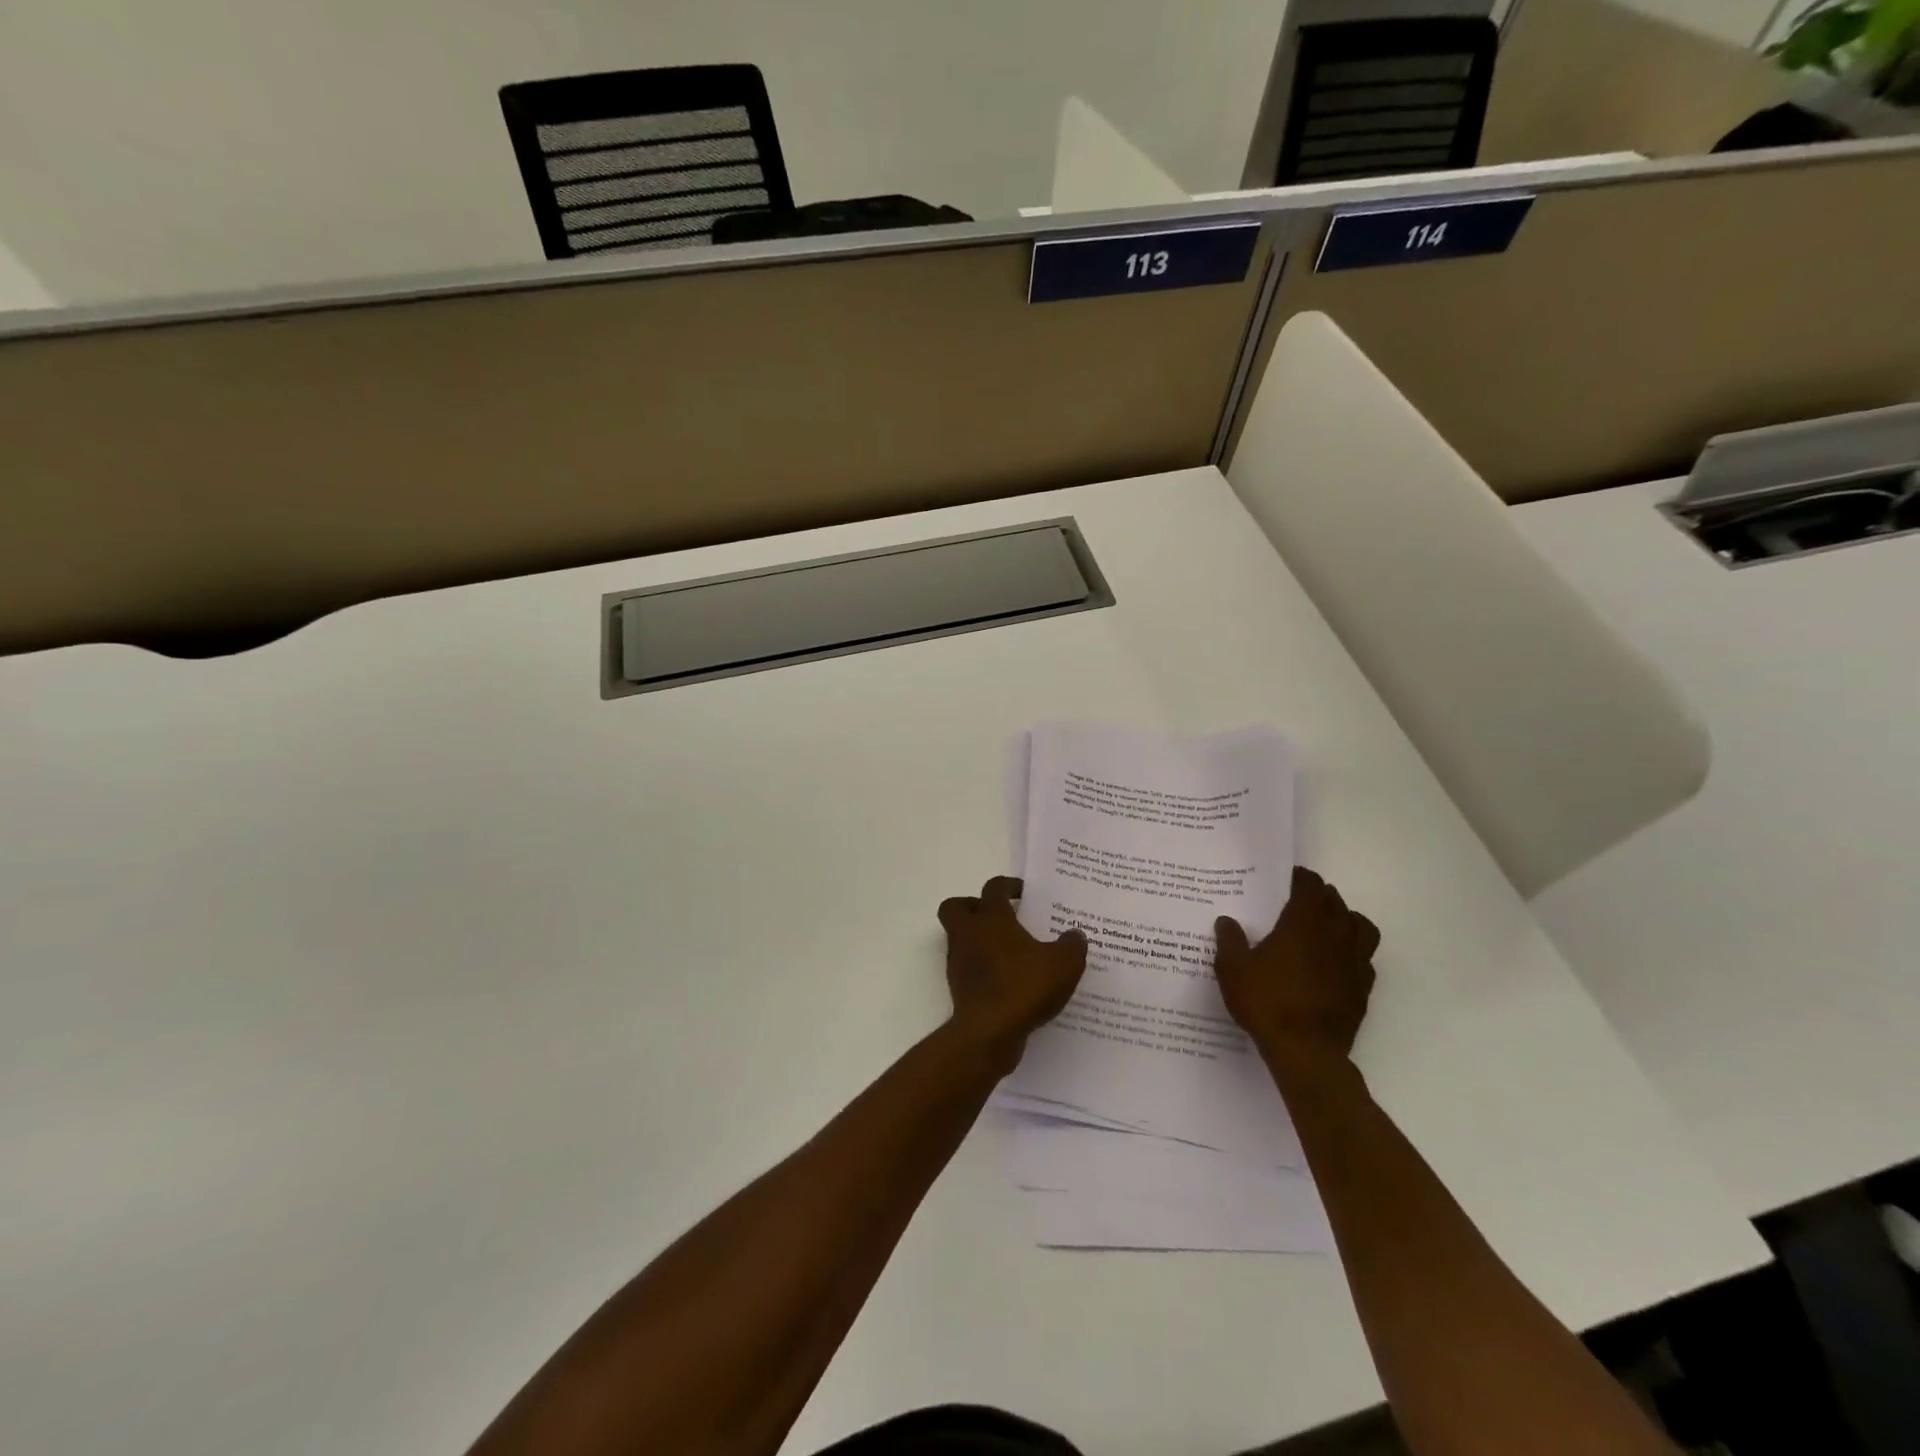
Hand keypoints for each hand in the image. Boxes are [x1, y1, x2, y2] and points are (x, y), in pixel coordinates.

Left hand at [937, 876, 1087, 1068]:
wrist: (989, 1033)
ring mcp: (959, 963)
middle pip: (956, 907)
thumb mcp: (1063, 963)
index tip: (1023, 893)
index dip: (1008, 885)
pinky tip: (1010, 982)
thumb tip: (1075, 934)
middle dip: (974, 907)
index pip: (993, 888)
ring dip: (980, 941)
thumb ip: (1072, 945)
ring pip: (960, 939)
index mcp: (992, 919)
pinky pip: (969, 969)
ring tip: (1012, 953)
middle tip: (1001, 917)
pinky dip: (984, 970)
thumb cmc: (1024, 986)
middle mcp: (969, 935)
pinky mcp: (959, 989)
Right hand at [1214, 866, 1379, 1074]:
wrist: (1306, 1052)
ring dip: (1345, 919)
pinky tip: (1334, 963)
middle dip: (1320, 895)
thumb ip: (1230, 941)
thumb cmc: (1266, 1002)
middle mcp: (1335, 936)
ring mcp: (1355, 962)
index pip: (1310, 887)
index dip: (1300, 878)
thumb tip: (1227, 921)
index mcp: (1303, 924)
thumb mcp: (1233, 969)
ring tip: (1326, 926)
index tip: (1287, 878)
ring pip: (1361, 927)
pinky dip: (1353, 952)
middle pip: (1336, 902)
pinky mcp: (1363, 988)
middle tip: (1300, 900)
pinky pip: (1365, 958)